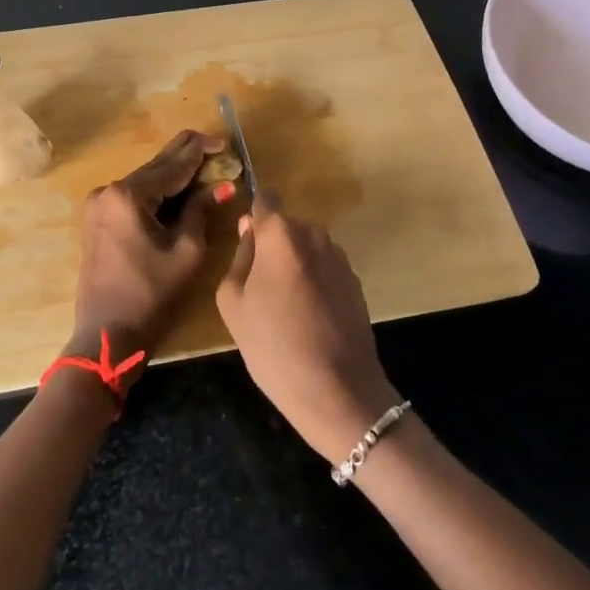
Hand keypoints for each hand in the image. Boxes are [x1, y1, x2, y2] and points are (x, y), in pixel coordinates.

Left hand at [69, 129, 224, 376]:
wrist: (107, 335)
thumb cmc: (152, 294)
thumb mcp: (187, 250)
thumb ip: (201, 210)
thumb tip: (221, 185)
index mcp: (128, 195)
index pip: (172, 165)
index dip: (200, 152)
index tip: (224, 143)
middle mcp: (108, 191)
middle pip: (155, 167)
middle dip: (186, 157)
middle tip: (215, 146)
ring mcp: (99, 206)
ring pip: (145, 181)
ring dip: (173, 175)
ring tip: (204, 165)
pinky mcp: (98, 221)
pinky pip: (133, 197)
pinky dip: (158, 192)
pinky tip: (179, 188)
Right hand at [216, 198, 400, 465]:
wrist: (337, 390)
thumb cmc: (273, 345)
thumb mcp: (234, 303)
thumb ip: (239, 257)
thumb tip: (249, 230)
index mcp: (280, 233)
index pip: (265, 199)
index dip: (254, 214)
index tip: (245, 239)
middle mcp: (314, 234)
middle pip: (285, 227)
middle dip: (272, 246)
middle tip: (258, 287)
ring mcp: (339, 257)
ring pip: (306, 248)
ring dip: (294, 265)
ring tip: (284, 308)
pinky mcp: (355, 281)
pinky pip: (324, 269)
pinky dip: (314, 283)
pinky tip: (308, 318)